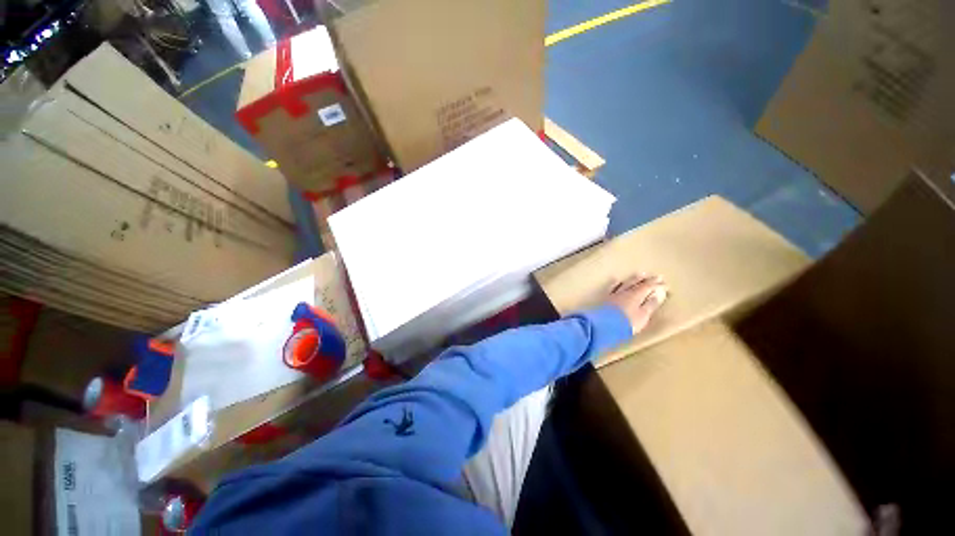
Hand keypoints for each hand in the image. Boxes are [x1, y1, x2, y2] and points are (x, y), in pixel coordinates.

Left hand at [606, 273, 667, 334]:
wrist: (604, 325)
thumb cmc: (627, 323)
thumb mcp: (643, 316)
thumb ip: (650, 305)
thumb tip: (658, 294)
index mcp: (636, 295)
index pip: (649, 287)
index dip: (657, 285)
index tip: (665, 284)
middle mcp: (626, 292)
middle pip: (638, 283)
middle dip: (648, 280)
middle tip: (657, 276)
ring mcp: (615, 294)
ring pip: (626, 283)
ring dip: (634, 279)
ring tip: (640, 274)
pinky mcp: (606, 298)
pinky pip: (612, 287)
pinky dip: (616, 283)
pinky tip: (617, 280)